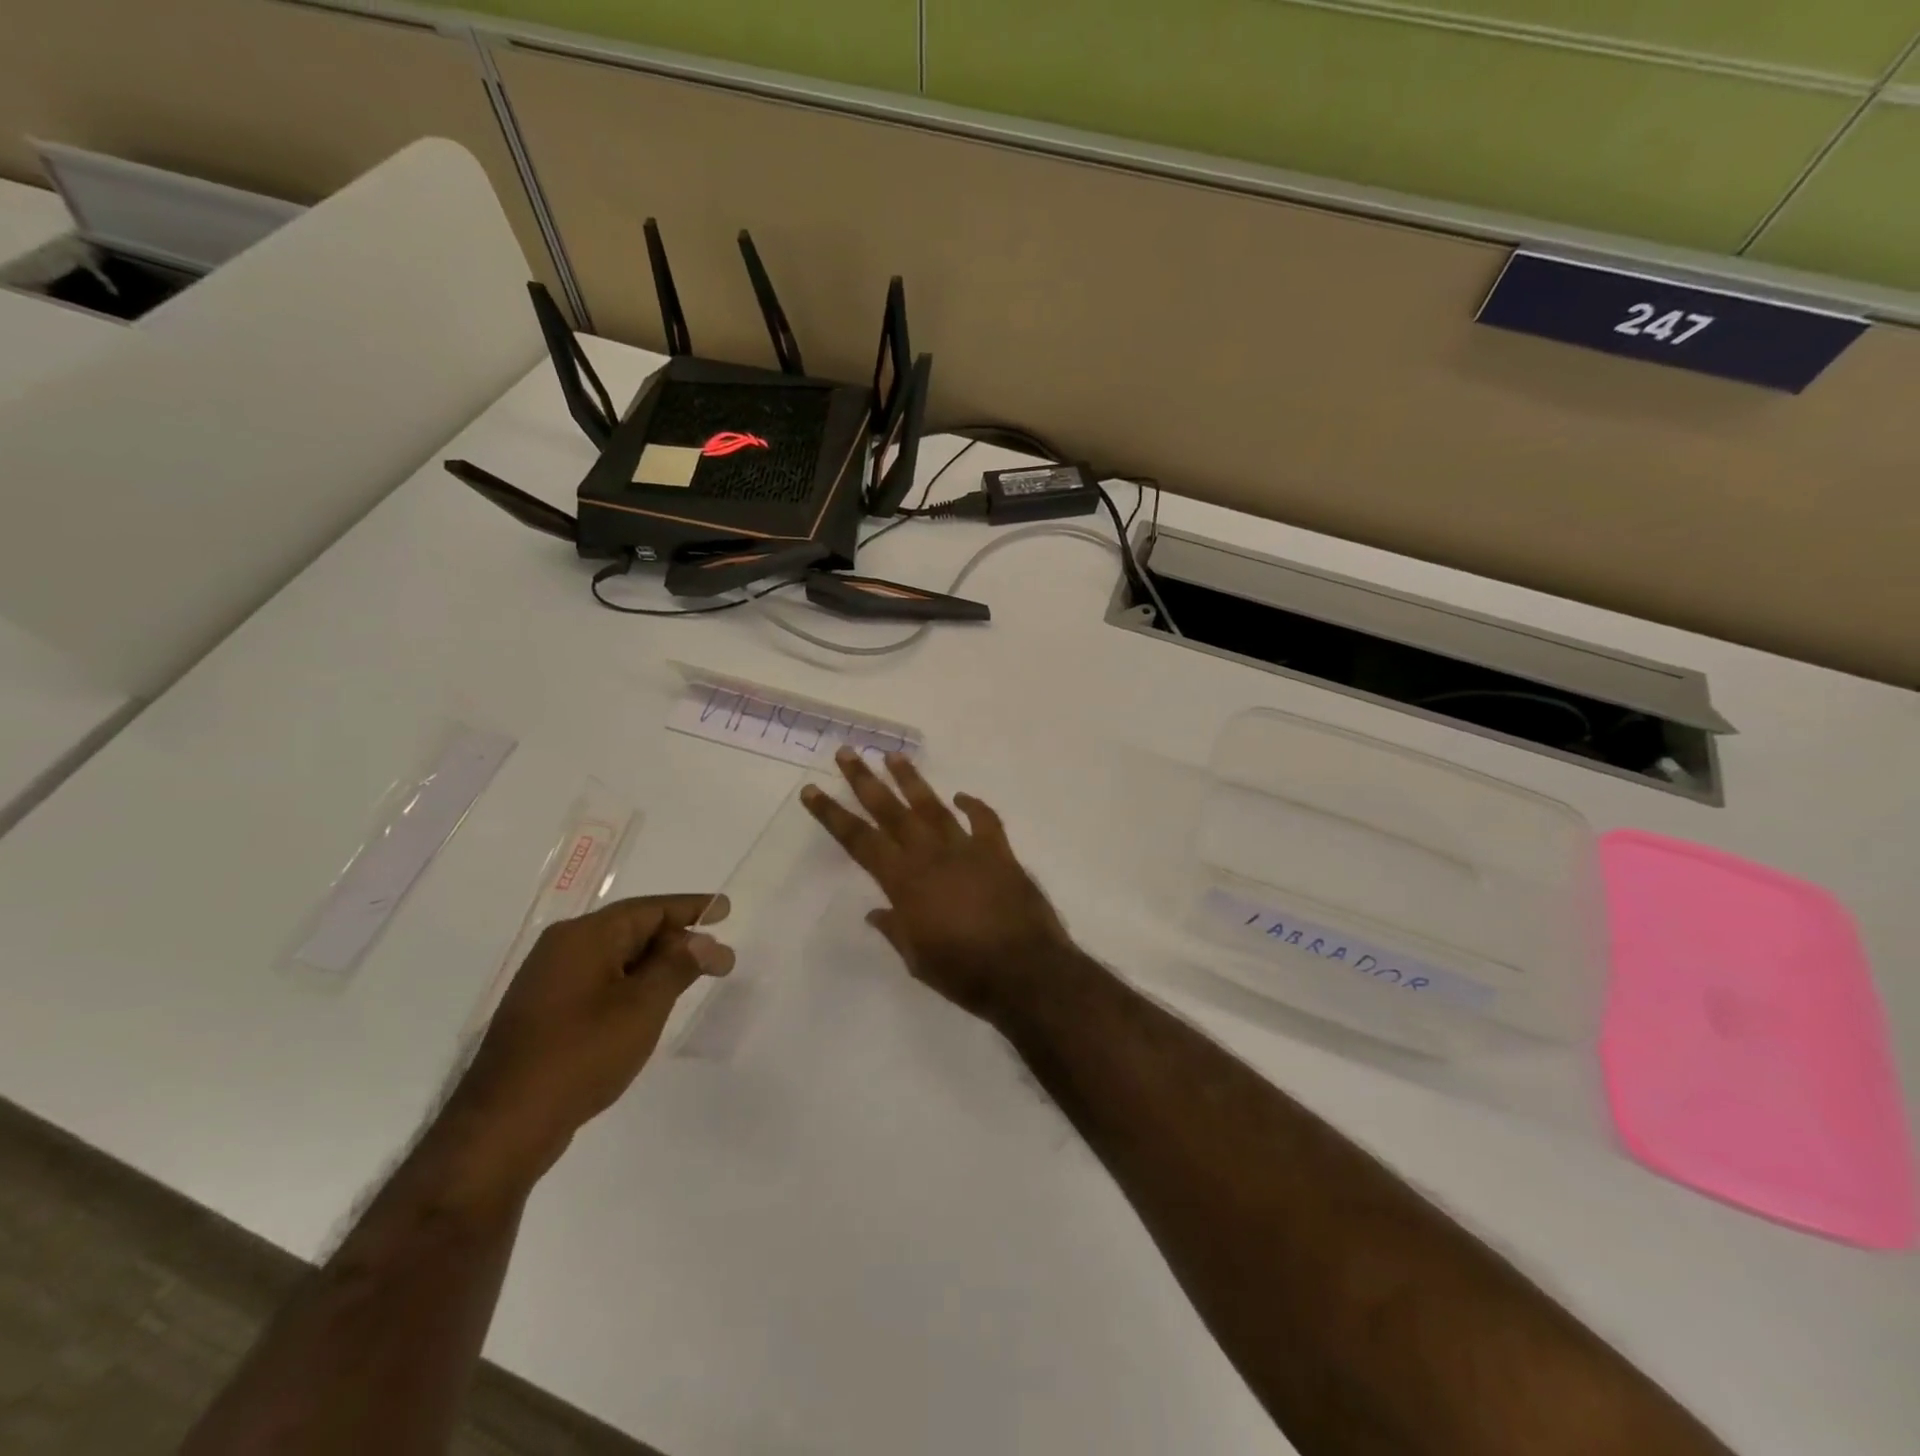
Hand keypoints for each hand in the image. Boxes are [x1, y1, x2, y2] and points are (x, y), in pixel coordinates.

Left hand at [446, 895, 733, 1181]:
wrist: (504, 1125)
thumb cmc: (581, 1054)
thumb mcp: (643, 1006)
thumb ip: (677, 966)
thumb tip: (703, 940)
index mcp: (584, 936)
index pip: (650, 909)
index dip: (691, 908)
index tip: (725, 910)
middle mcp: (562, 948)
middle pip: (632, 929)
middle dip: (678, 940)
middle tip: (718, 958)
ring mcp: (549, 981)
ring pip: (616, 957)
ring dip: (656, 965)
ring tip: (692, 978)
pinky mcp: (544, 1012)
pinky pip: (600, 980)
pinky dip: (632, 984)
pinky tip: (650, 1004)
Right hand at [801, 749, 1071, 1025]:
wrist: (1026, 971)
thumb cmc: (964, 973)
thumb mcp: (917, 960)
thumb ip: (896, 930)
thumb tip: (876, 912)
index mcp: (905, 882)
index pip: (859, 841)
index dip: (833, 815)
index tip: (812, 790)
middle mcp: (931, 856)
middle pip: (891, 811)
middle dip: (865, 781)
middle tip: (847, 753)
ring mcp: (967, 849)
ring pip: (933, 806)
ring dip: (911, 780)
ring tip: (894, 756)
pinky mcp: (999, 853)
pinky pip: (985, 820)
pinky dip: (973, 806)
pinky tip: (961, 796)